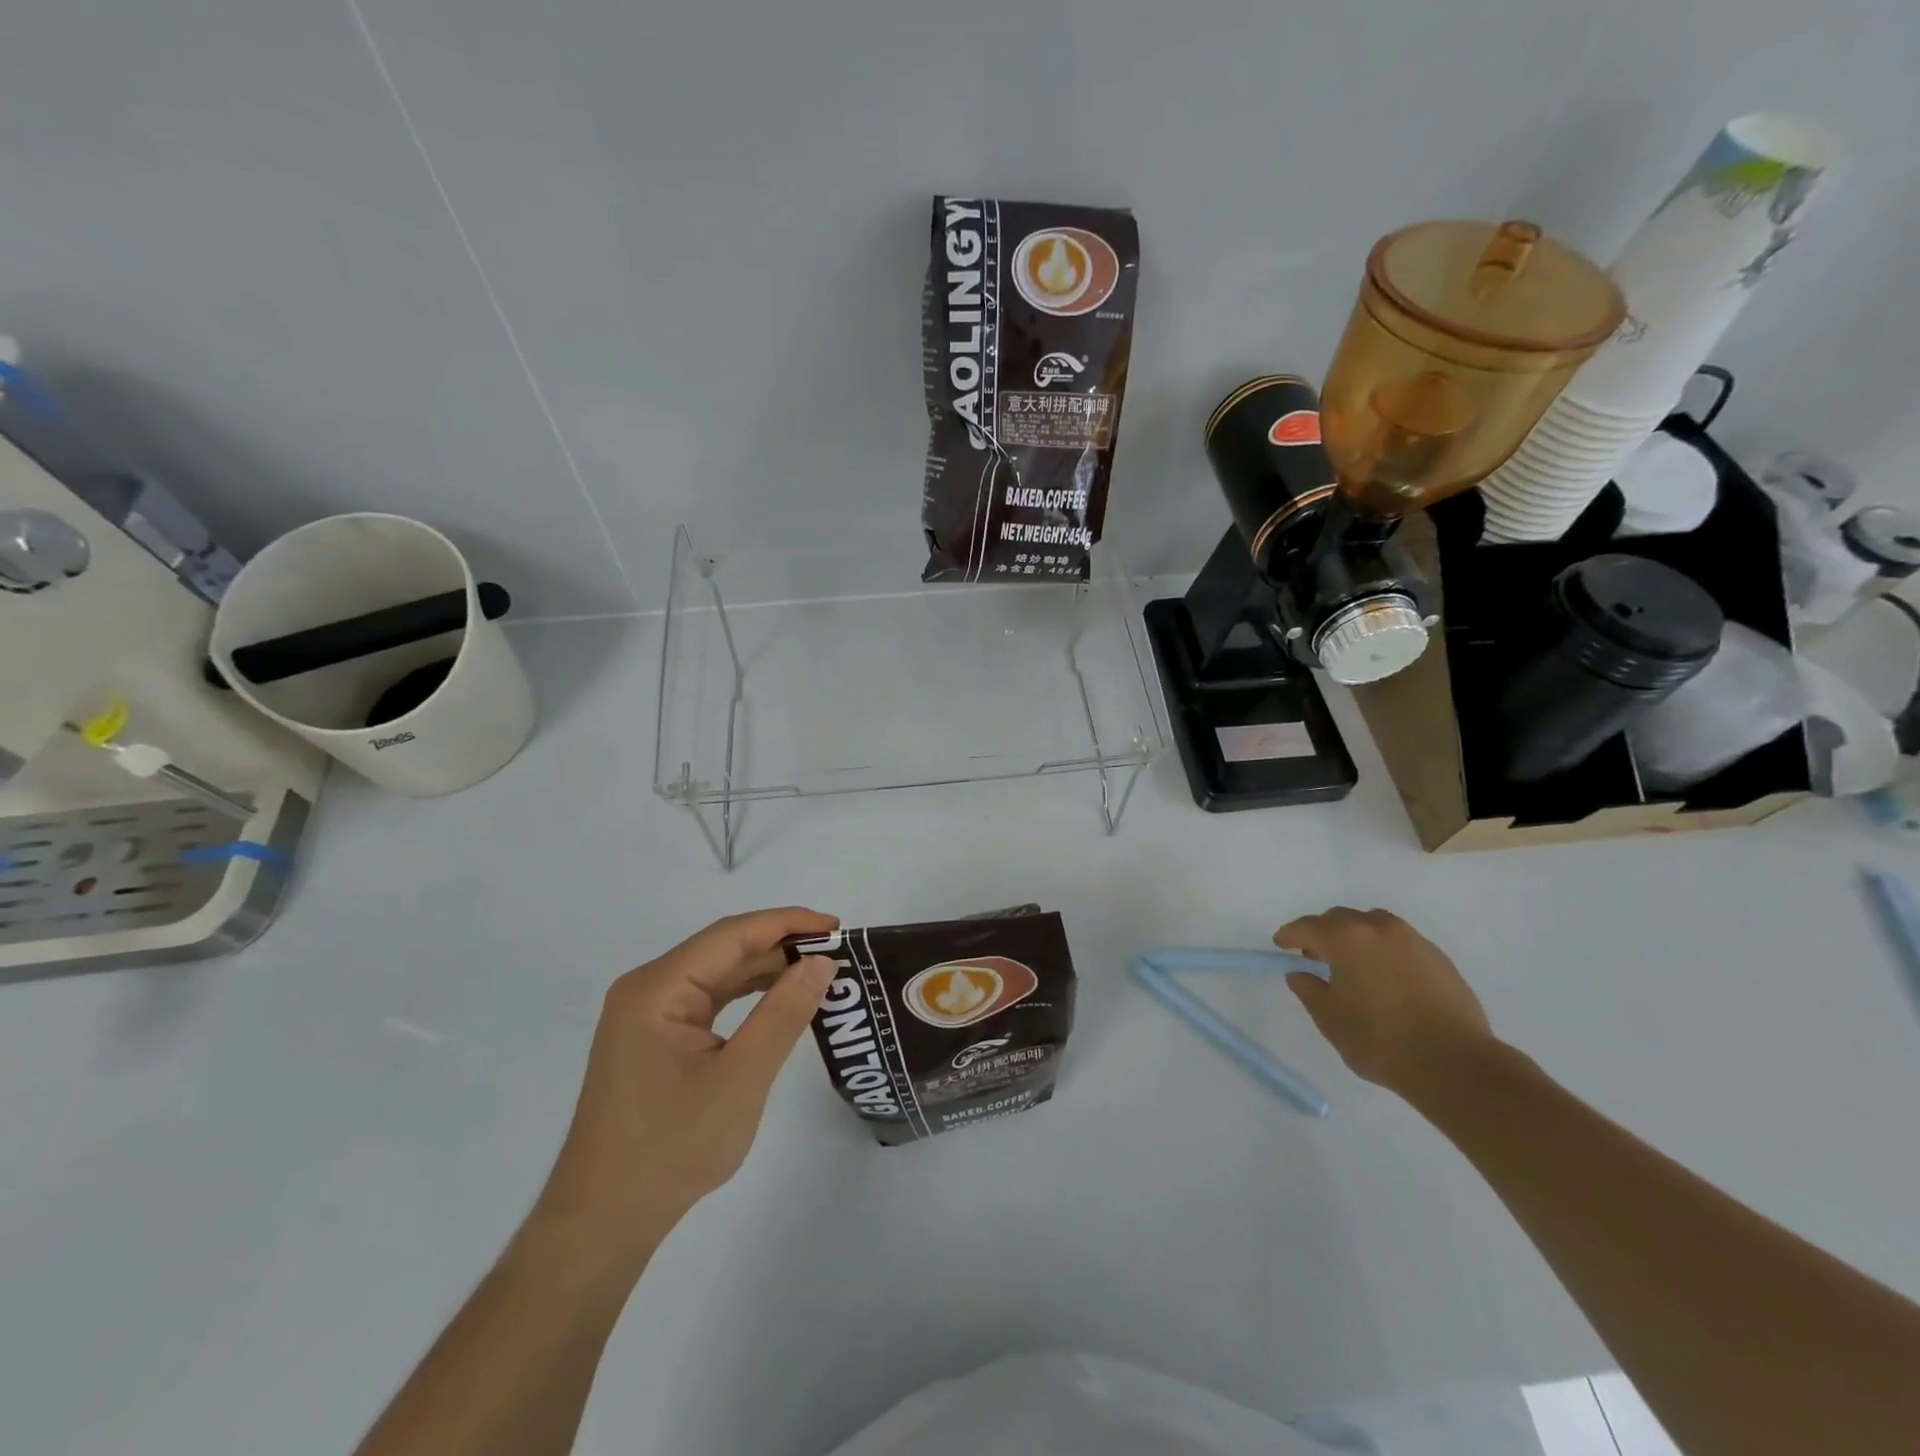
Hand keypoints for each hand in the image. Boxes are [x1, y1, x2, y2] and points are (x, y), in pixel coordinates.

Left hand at [532, 907, 838, 1267]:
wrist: (604, 1222)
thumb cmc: (671, 1150)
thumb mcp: (740, 1080)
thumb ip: (783, 1014)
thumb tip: (822, 961)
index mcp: (657, 989)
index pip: (732, 935)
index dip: (787, 923)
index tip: (837, 926)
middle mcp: (648, 989)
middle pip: (724, 949)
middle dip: (781, 945)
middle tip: (837, 952)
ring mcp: (648, 1014)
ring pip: (718, 973)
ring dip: (767, 969)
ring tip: (818, 971)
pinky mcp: (655, 1037)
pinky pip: (709, 999)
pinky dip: (748, 995)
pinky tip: (780, 1000)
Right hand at [1275, 907, 1494, 1100]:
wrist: (1456, 1064)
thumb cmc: (1381, 1041)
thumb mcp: (1331, 1020)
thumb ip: (1310, 991)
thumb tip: (1300, 974)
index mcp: (1347, 939)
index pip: (1308, 927)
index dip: (1290, 934)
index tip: (1280, 944)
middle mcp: (1379, 929)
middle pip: (1341, 918)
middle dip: (1323, 932)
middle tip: (1314, 955)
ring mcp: (1413, 941)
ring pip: (1373, 924)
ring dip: (1356, 936)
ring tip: (1353, 963)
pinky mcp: (1439, 958)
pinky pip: (1400, 942)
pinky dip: (1383, 949)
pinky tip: (1385, 976)